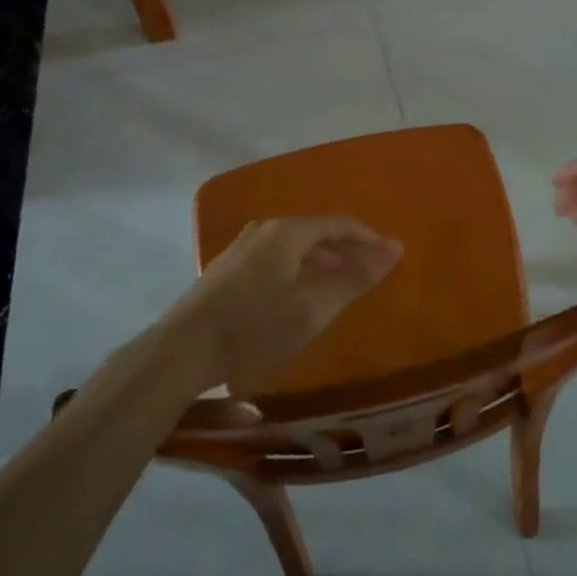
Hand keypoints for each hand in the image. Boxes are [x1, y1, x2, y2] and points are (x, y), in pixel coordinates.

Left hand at [170, 218, 402, 391]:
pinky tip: (297, 297)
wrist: (181, 352)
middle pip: (315, 232)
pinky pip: (275, 260)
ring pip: (293, 247)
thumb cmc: (254, 328)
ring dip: (320, 262)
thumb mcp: (313, 309)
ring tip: (337, 287)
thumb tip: (395, 246)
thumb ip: (354, 278)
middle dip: (344, 251)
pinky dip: (297, 271)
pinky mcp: (227, 270)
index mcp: (288, 232)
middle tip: (367, 275)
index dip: (366, 239)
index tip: (387, 258)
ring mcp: (241, 248)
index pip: (338, 224)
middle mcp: (264, 230)